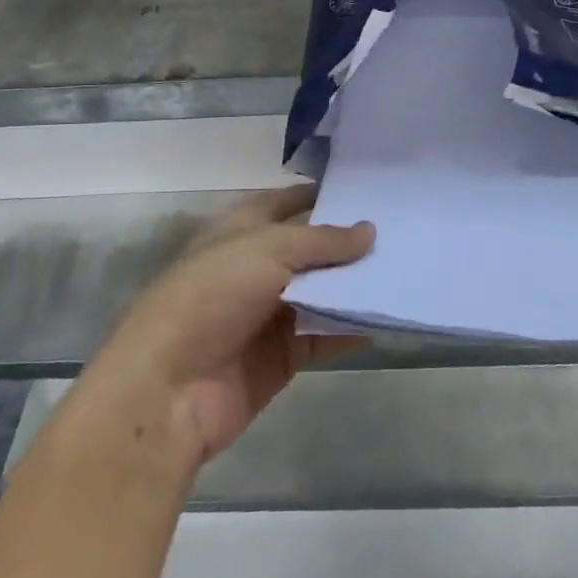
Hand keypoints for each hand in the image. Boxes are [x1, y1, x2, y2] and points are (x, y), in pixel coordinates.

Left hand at [78, 185, 373, 477]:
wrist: (171, 389)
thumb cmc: (211, 297)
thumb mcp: (266, 250)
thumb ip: (321, 241)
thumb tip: (369, 230)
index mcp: (240, 232)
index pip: (284, 203)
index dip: (318, 194)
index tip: (365, 188)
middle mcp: (255, 268)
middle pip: (309, 250)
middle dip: (348, 243)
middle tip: (401, 230)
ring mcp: (269, 313)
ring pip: (321, 292)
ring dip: (355, 285)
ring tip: (406, 268)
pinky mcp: (282, 355)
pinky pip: (324, 335)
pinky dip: (351, 327)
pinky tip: (387, 316)